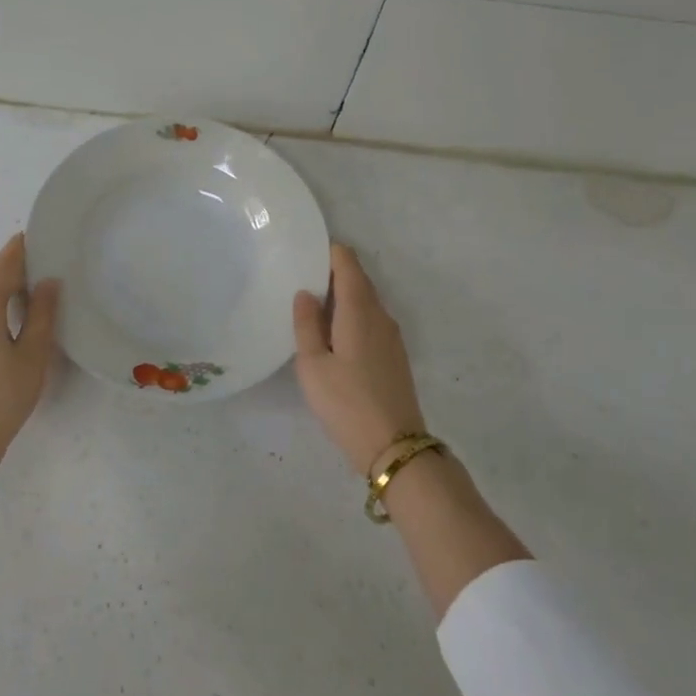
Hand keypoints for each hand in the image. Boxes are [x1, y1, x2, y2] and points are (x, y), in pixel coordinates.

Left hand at [0, 234, 59, 505]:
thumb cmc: (3, 394)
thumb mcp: (34, 352)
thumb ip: (43, 312)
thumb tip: (49, 282)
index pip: (6, 261)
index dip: (24, 247)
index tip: (43, 237)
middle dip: (14, 267)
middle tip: (45, 264)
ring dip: (0, 287)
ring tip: (30, 290)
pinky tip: (4, 317)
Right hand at [293, 243, 427, 477]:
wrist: (394, 445)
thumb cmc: (346, 402)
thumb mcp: (313, 365)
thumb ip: (307, 325)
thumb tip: (306, 293)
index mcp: (359, 309)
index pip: (347, 263)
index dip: (328, 251)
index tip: (304, 250)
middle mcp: (381, 315)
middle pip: (359, 279)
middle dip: (333, 272)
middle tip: (300, 276)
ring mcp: (392, 336)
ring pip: (366, 301)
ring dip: (343, 296)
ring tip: (312, 303)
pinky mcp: (394, 355)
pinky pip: (371, 320)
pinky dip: (352, 314)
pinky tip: (334, 332)